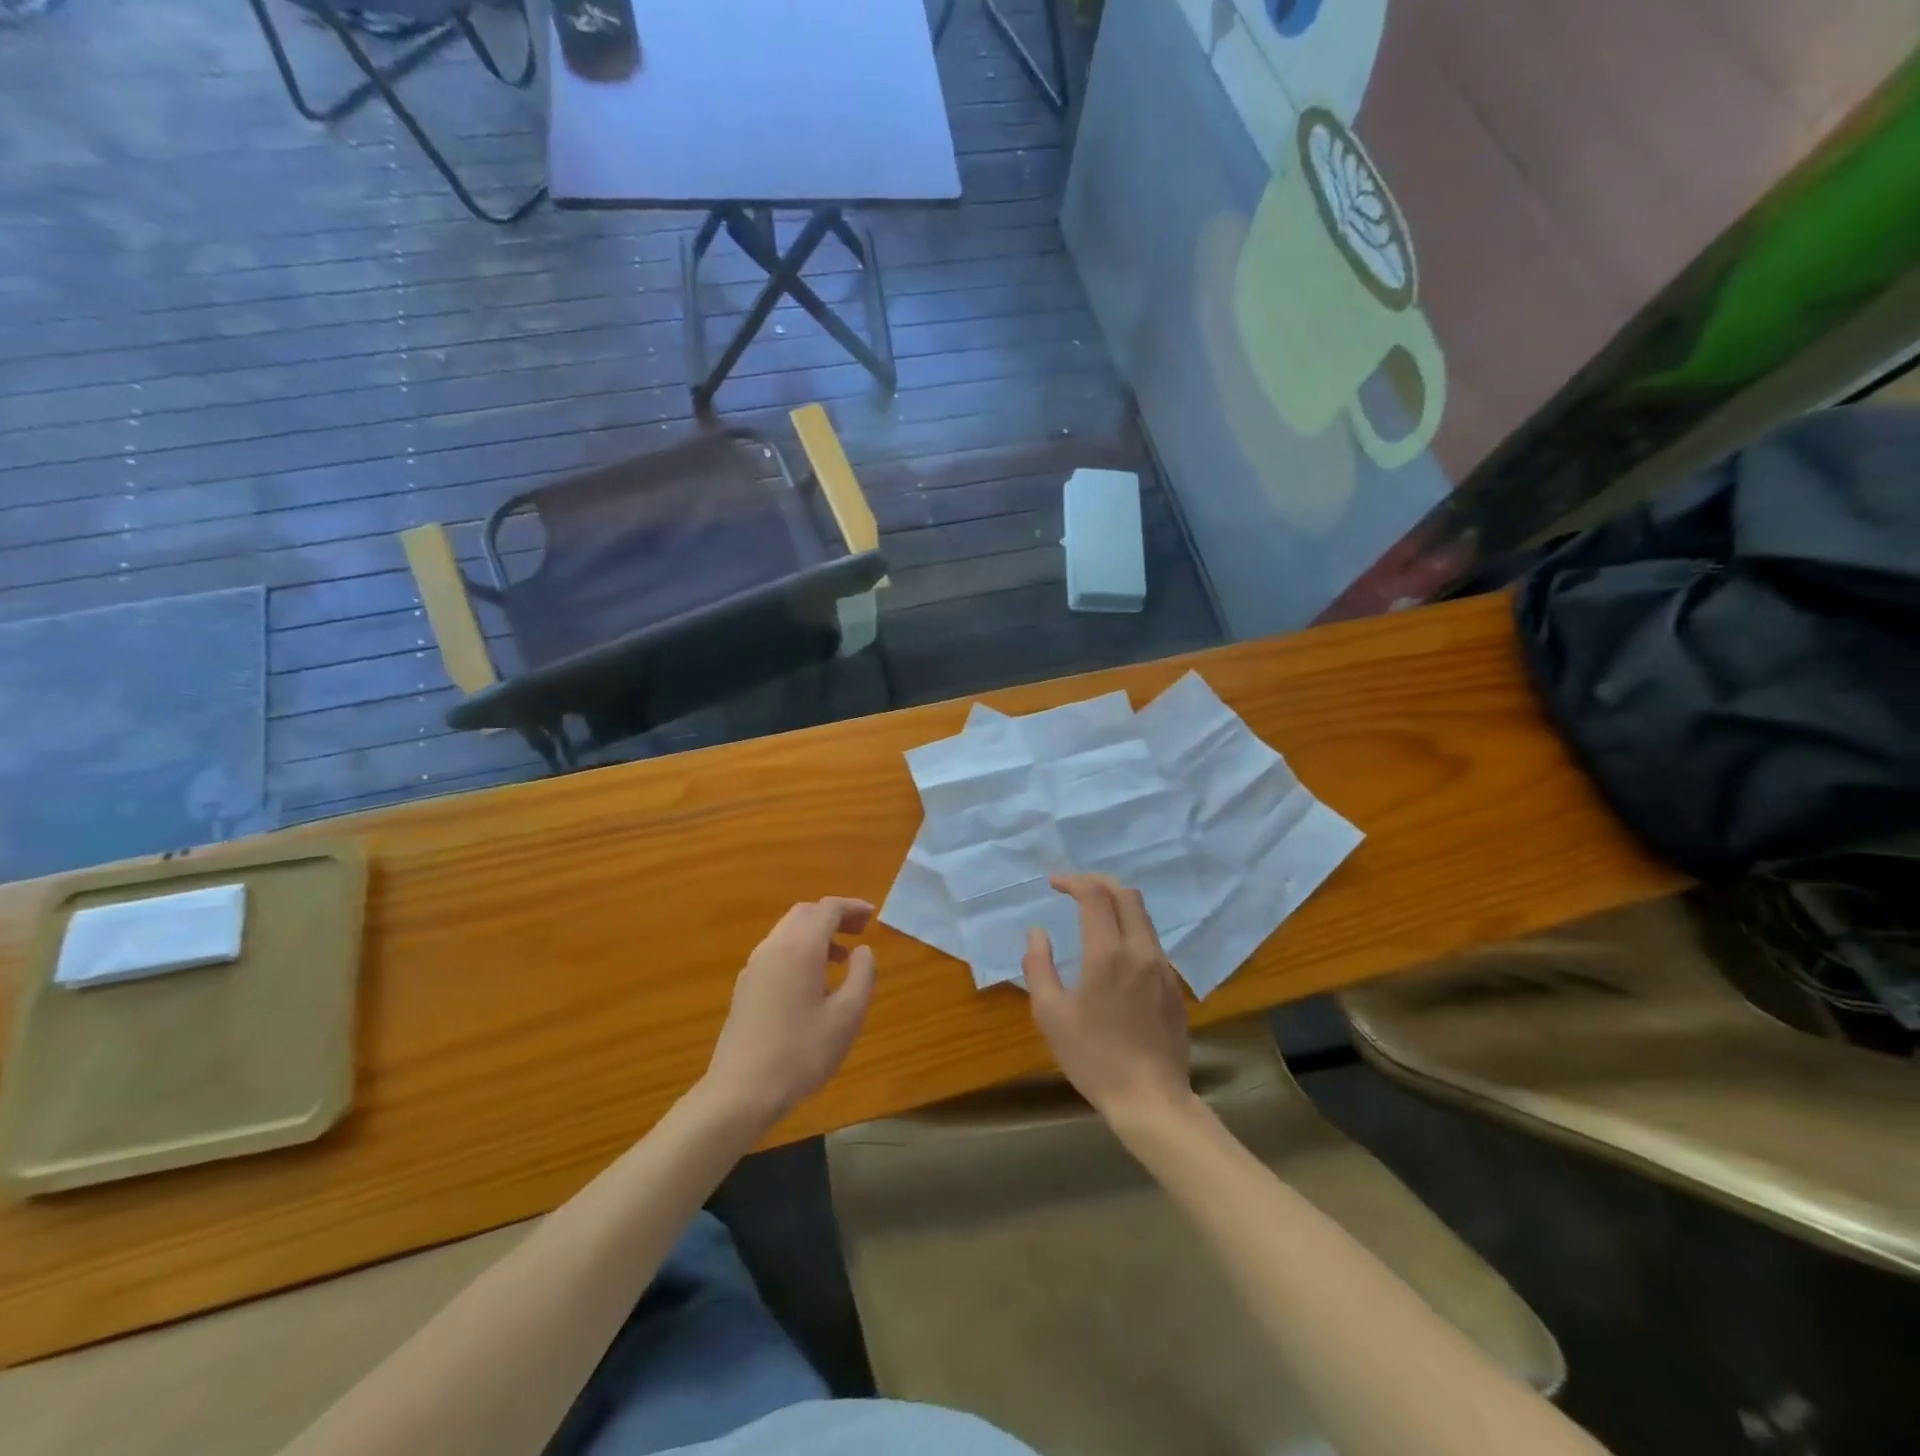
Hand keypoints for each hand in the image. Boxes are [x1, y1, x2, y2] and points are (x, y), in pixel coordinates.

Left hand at [703, 898, 876, 1128]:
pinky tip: (812, 982)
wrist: (740, 1092)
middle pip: (805, 913)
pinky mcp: (745, 987)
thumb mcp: (847, 1017)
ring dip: (816, 934)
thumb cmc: (800, 1053)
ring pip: (788, 932)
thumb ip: (862, 975)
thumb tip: (863, 950)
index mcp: (800, 948)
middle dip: (833, 916)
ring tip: (841, 959)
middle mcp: (773, 947)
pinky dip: (799, 950)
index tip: (872, 917)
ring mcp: (754, 967)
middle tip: (859, 933)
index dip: (852, 907)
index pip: (827, 909)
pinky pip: (777, 951)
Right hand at [1024, 874, 1192, 1123]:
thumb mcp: (1051, 1015)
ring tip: (1093, 915)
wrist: (1151, 1099)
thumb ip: (1039, 967)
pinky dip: (1131, 930)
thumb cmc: (1094, 1058)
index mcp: (1107, 954)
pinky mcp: (1174, 986)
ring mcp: (1163, 968)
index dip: (1073, 881)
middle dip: (1099, 882)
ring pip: (1144, 917)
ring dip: (1118, 905)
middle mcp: (1140, 951)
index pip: (1095, 895)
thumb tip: (1037, 933)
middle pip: (1127, 894)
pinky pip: (1152, 943)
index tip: (1054, 884)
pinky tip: (1115, 954)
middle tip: (1075, 888)